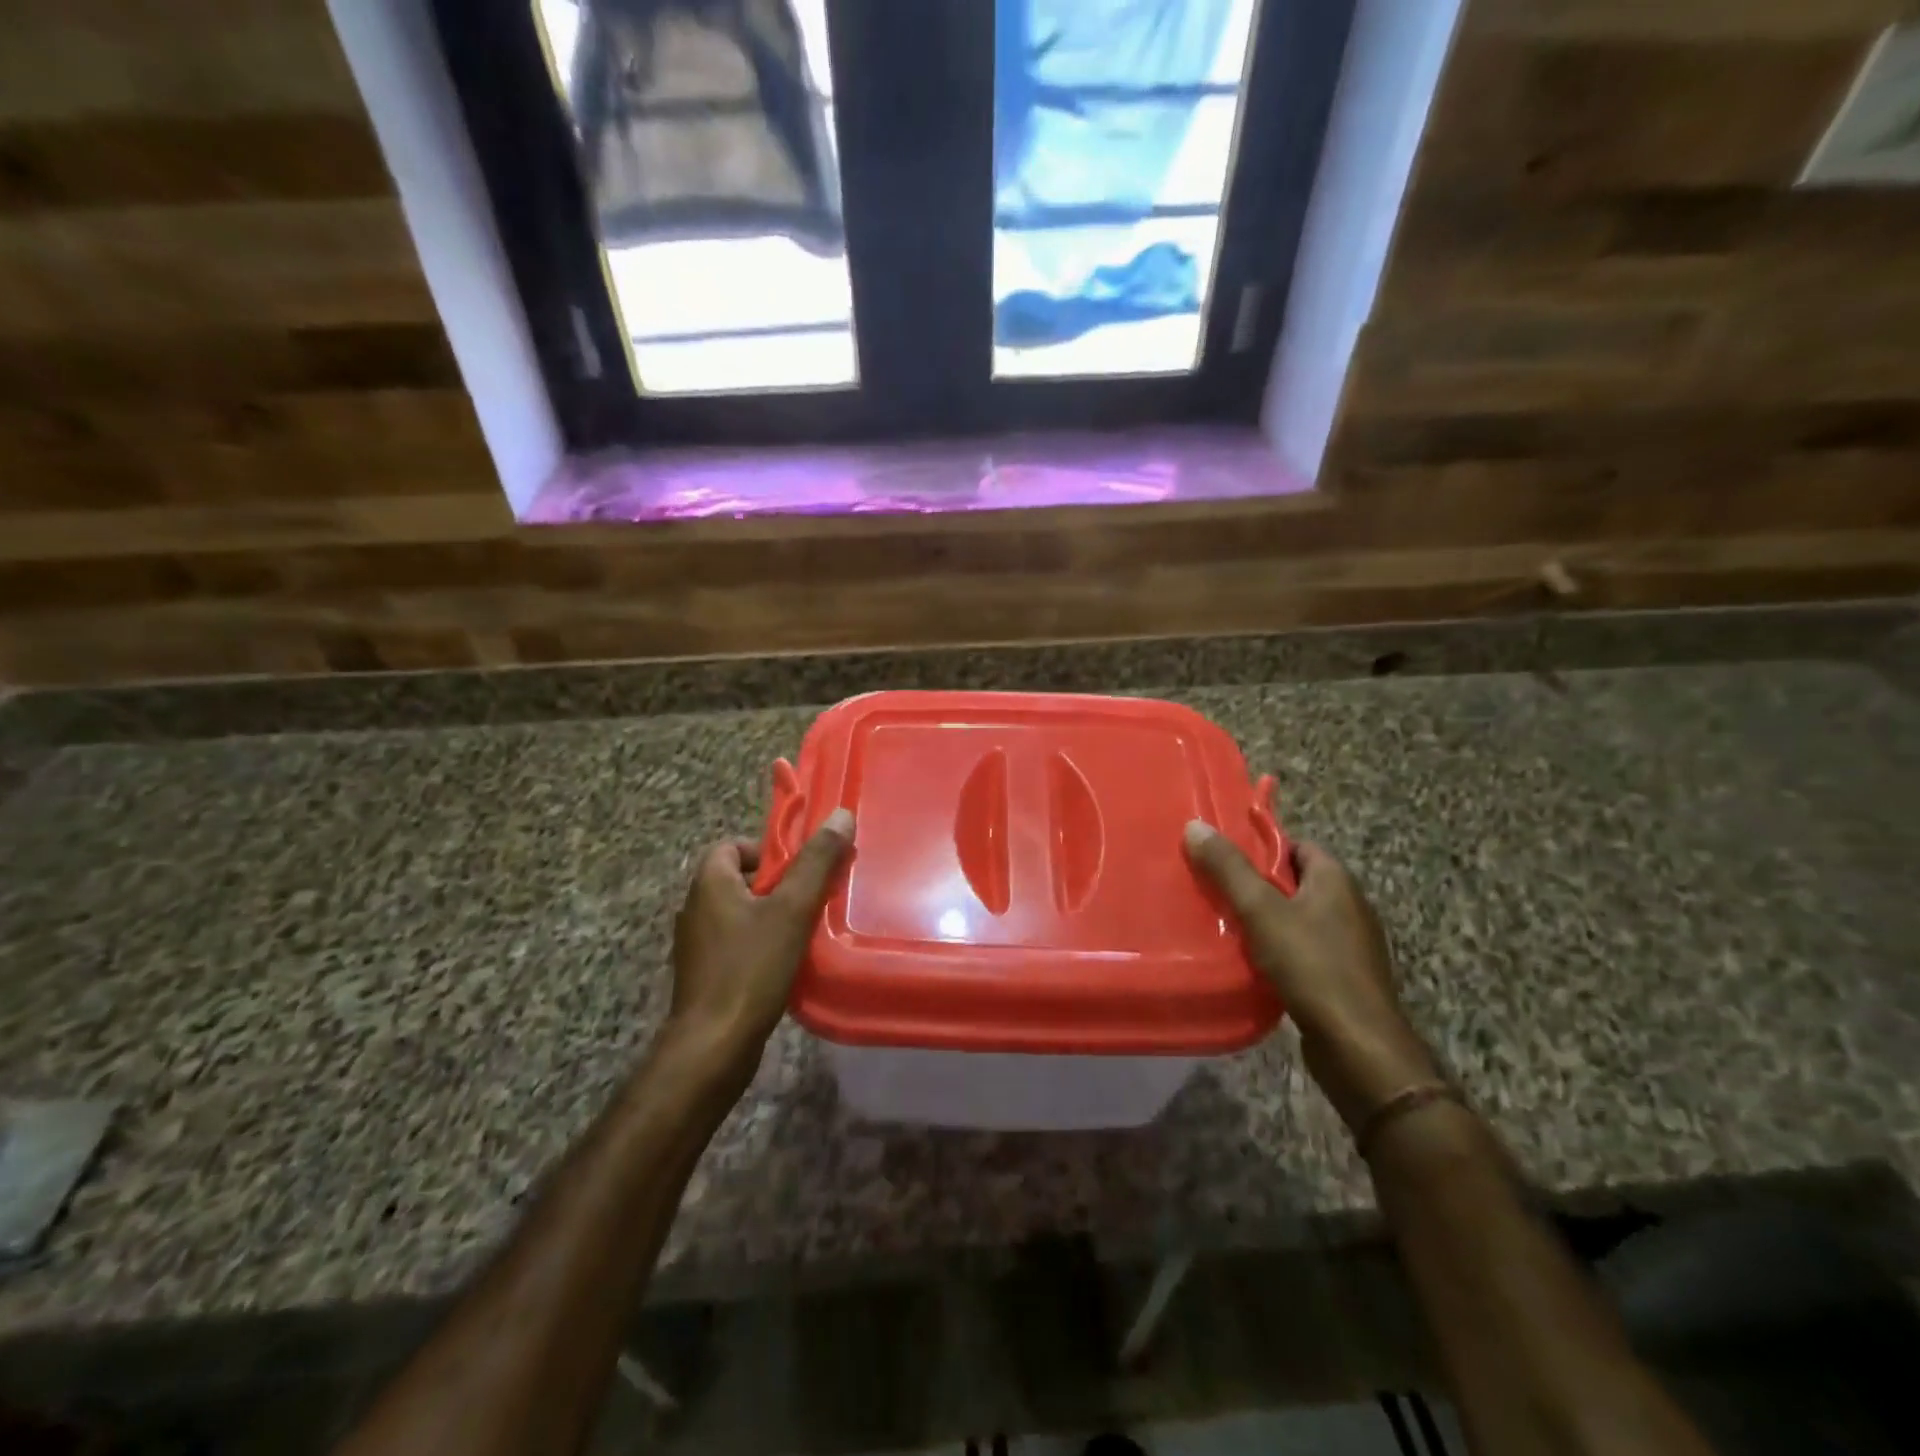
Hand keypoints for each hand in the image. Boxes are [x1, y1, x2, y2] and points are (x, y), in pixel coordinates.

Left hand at [666, 808, 854, 1076]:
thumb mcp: (792, 909)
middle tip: (813, 898)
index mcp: (709, 883)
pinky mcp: (705, 976)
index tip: (799, 869)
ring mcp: (698, 946)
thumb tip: (841, 815)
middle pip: (741, 879)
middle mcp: (696, 908)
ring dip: (773, 917)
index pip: (732, 846)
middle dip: (778, 885)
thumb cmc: (751, 968)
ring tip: (807, 930)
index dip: (767, 851)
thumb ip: (816, 862)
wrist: (714, 1046)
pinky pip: (737, 944)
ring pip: (741, 914)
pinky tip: (788, 963)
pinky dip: (762, 945)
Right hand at [1184, 823, 1438, 1131]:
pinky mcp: (1343, 977)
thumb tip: (1195, 825)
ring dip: (1264, 920)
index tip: (1222, 855)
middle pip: (1293, 882)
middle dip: (1255, 884)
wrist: (1358, 1046)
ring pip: (1296, 918)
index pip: (1296, 846)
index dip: (1260, 847)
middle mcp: (1349, 906)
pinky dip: (1277, 949)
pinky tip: (1249, 961)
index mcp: (1336, 880)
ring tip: (1222, 923)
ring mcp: (1349, 944)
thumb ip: (1228, 869)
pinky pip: (1303, 949)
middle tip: (1213, 888)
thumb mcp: (1261, 911)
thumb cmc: (1312, 966)